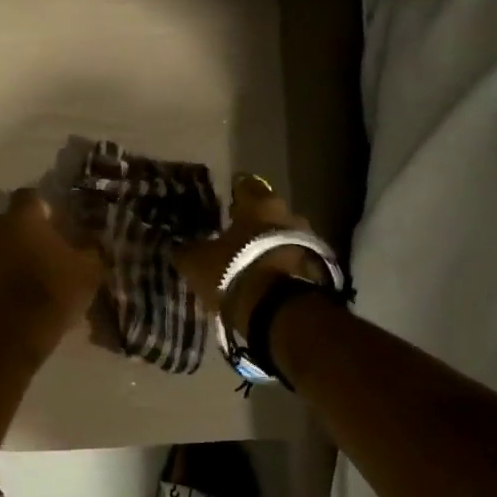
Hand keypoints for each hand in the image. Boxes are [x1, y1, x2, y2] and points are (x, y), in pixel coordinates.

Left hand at [0, 188, 102, 363]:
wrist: (9, 337)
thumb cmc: (52, 292)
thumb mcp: (88, 269)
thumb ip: (92, 248)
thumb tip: (92, 239)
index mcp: (22, 217)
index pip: (32, 195)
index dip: (49, 207)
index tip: (65, 224)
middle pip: (17, 222)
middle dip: (36, 232)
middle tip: (59, 250)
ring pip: (7, 248)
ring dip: (23, 257)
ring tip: (48, 277)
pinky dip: (12, 279)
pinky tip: (31, 298)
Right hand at [172, 174, 325, 337]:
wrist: (280, 311)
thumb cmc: (235, 272)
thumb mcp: (197, 262)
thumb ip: (188, 250)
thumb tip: (179, 246)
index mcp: (260, 204)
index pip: (246, 185)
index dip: (234, 192)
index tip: (226, 199)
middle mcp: (289, 214)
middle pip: (269, 212)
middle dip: (254, 222)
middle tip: (236, 233)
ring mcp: (308, 241)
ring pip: (283, 236)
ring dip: (269, 245)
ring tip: (250, 260)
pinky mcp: (317, 269)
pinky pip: (292, 260)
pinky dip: (279, 265)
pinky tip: (264, 279)